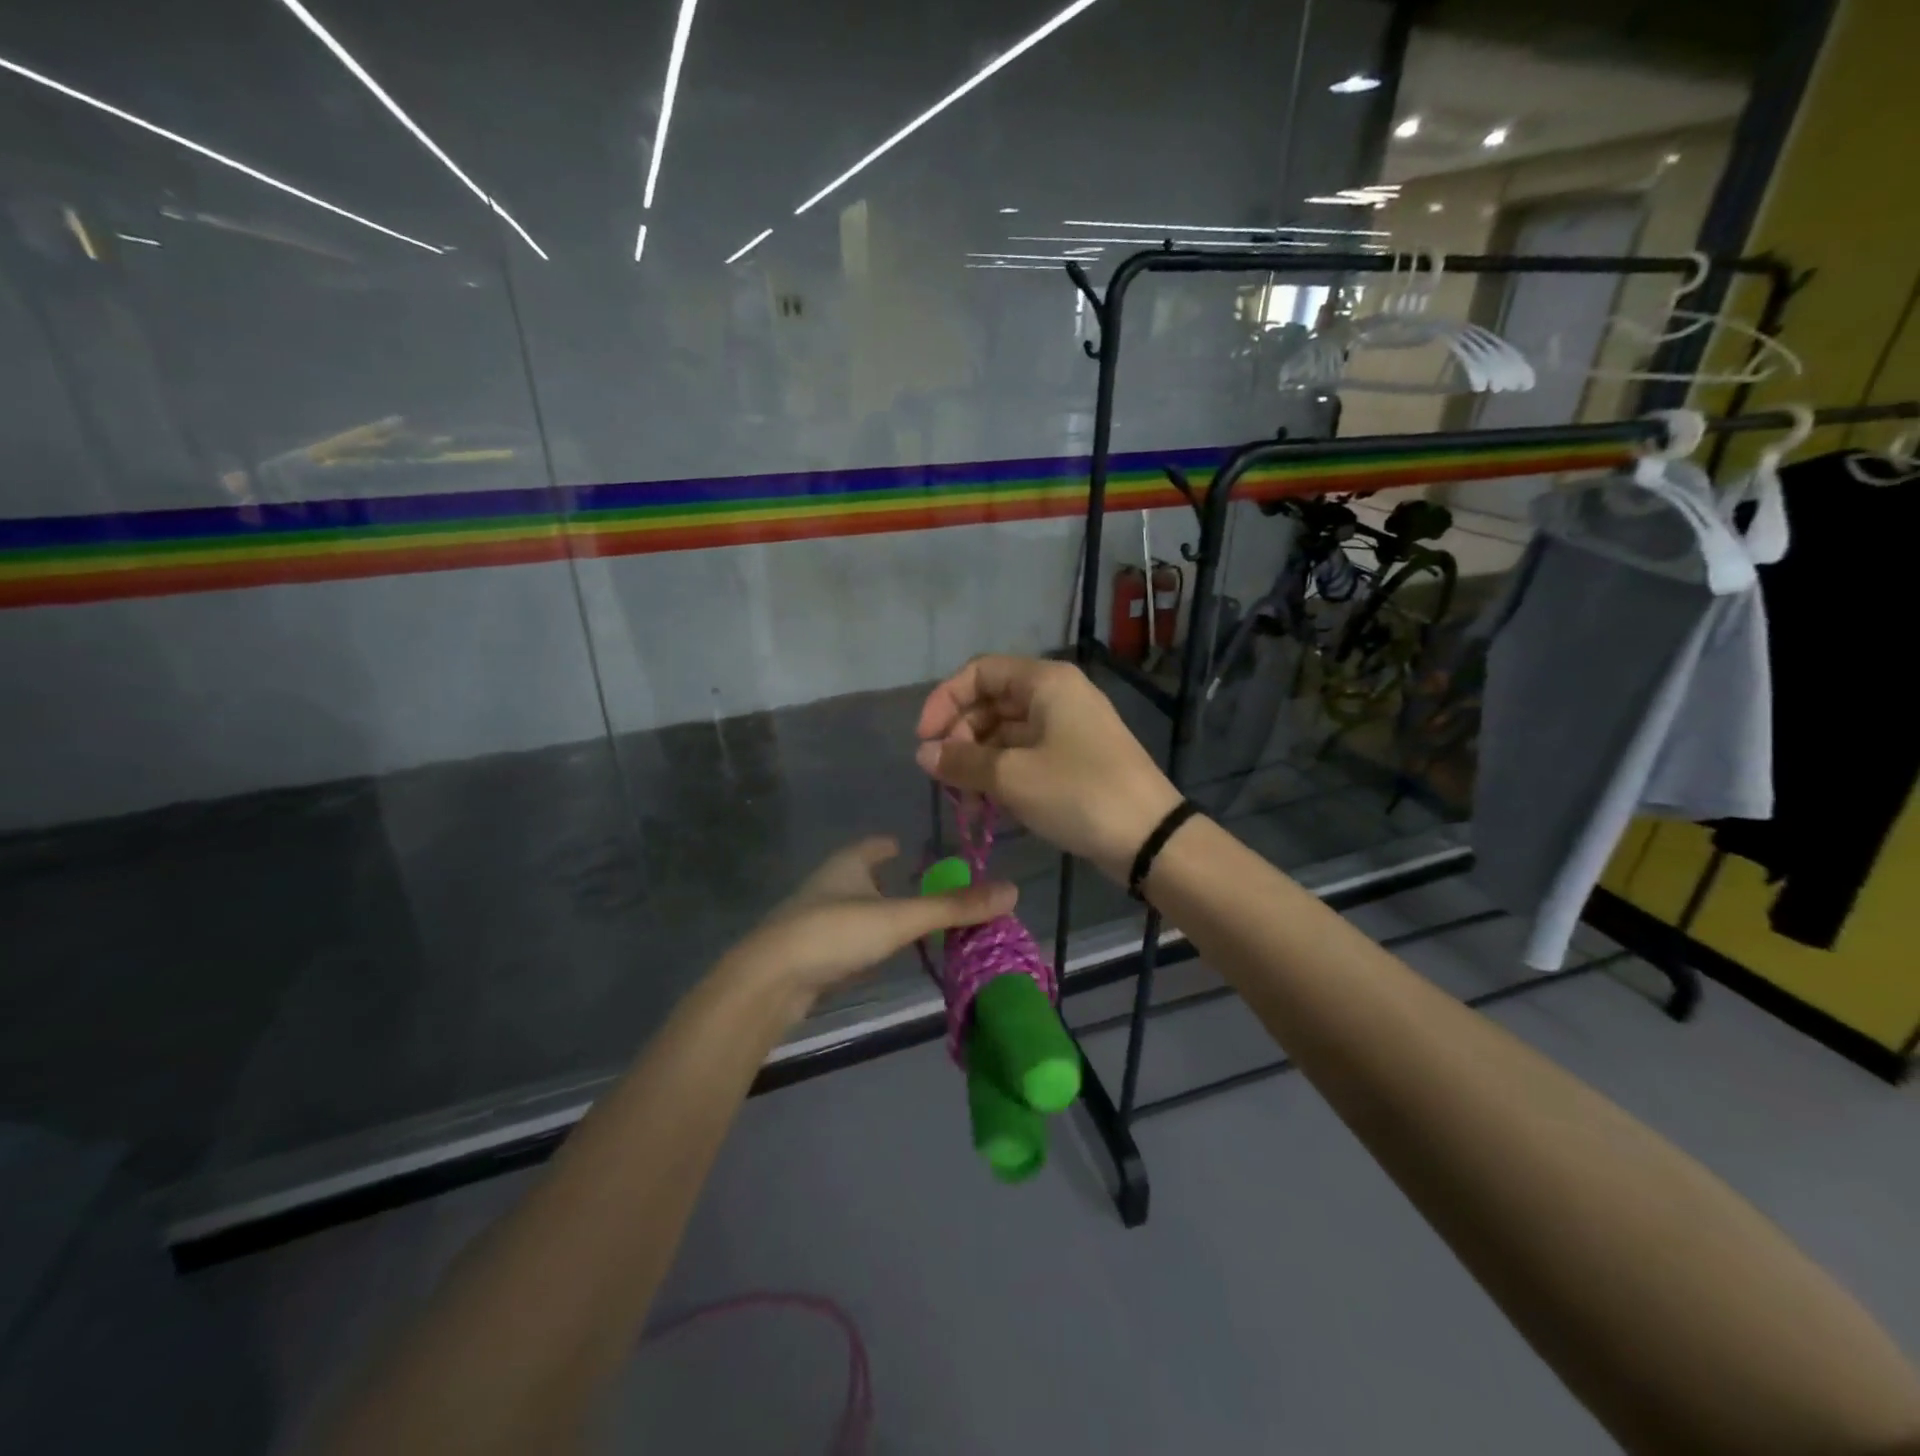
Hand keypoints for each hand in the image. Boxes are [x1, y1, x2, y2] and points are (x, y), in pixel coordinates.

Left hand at [725, 837, 1014, 1016]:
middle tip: (922, 889)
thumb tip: (1012, 890)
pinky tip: (877, 956)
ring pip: (853, 910)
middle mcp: (829, 885)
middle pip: (862, 877)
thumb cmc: (835, 933)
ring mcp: (814, 920)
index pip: (873, 846)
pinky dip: (864, 943)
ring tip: (907, 923)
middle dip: (887, 881)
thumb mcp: (900, 918)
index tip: (906, 847)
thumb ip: (953, 907)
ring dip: (877, 914)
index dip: (890, 845)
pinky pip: (845, 941)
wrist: (769, 982)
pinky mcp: (808, 955)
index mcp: (847, 864)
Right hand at [916, 656, 1182, 879]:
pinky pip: (1026, 754)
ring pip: (1006, 732)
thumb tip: (923, 754)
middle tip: (944, 777)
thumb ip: (962, 761)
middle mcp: (1057, 695)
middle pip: (991, 702)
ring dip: (979, 761)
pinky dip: (1003, 773)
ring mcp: (1068, 728)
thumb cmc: (1078, 793)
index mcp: (1045, 682)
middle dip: (961, 737)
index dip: (944, 701)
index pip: (979, 672)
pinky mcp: (1074, 758)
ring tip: (964, 800)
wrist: (1149, 837)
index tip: (925, 741)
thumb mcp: (1012, 777)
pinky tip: (988, 804)